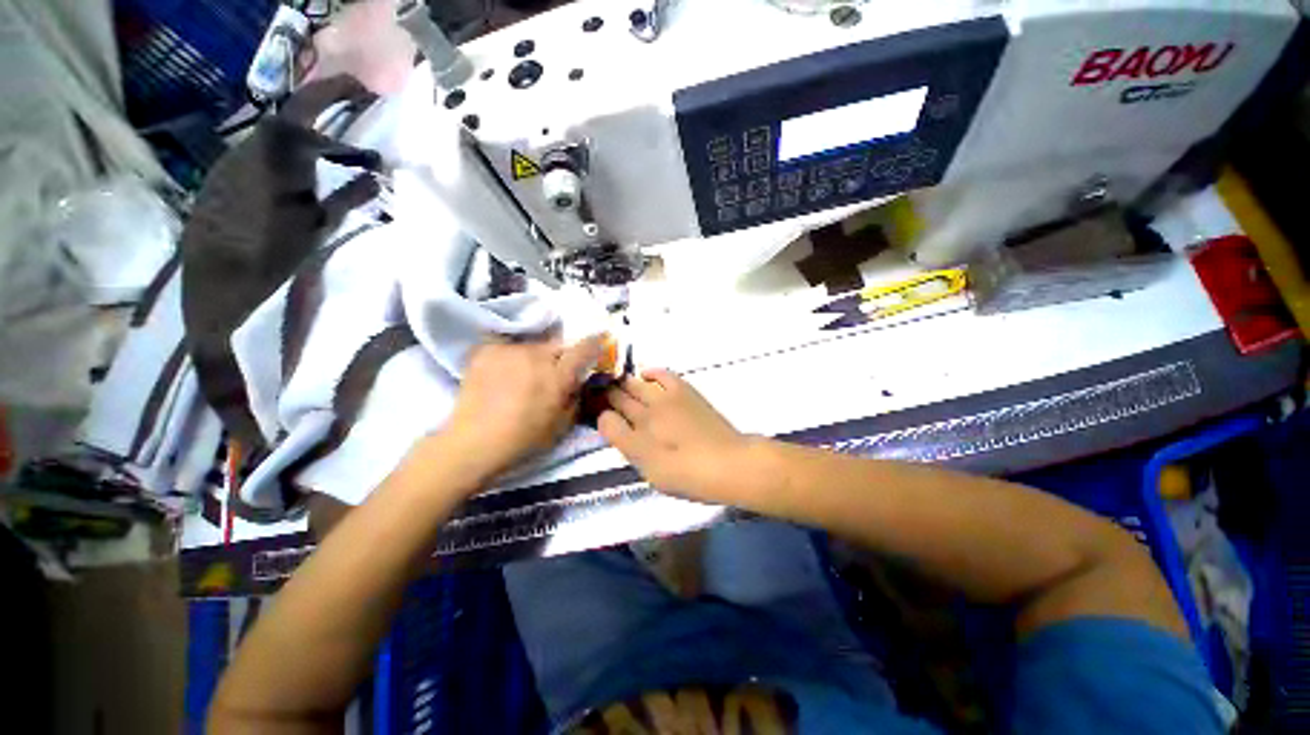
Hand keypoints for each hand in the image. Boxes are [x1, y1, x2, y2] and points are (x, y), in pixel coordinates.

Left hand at [443, 335, 604, 479]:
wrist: (475, 442)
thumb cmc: (524, 439)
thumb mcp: (563, 424)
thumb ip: (576, 396)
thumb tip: (579, 379)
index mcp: (558, 376)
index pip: (583, 348)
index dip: (594, 342)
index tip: (599, 339)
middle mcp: (537, 357)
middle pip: (558, 344)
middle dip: (562, 355)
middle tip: (555, 370)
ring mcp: (510, 351)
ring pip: (533, 346)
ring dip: (536, 356)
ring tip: (524, 374)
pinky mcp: (488, 351)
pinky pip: (509, 347)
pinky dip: (512, 356)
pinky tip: (505, 371)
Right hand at [598, 369, 749, 500]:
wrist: (729, 463)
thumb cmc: (688, 474)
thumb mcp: (650, 469)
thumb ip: (626, 444)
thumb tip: (605, 420)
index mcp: (636, 435)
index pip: (607, 419)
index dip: (597, 413)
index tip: (592, 411)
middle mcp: (646, 412)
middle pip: (619, 397)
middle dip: (605, 394)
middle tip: (597, 394)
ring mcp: (666, 399)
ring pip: (636, 384)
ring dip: (622, 383)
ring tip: (615, 383)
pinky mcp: (685, 393)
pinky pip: (663, 375)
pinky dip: (651, 372)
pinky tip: (646, 373)